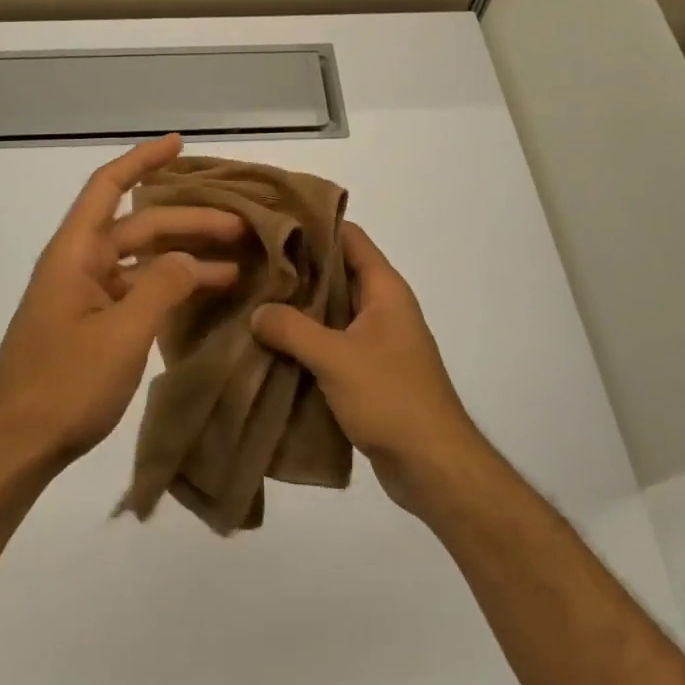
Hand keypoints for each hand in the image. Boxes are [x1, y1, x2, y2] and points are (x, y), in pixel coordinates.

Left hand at [0, 135, 241, 475]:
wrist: (15, 447)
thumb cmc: (64, 384)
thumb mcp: (122, 333)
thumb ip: (163, 287)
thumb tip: (192, 261)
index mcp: (75, 252)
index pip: (108, 187)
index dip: (142, 160)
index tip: (179, 145)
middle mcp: (79, 264)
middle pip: (139, 226)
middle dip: (189, 221)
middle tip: (241, 226)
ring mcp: (85, 296)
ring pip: (142, 261)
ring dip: (185, 257)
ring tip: (237, 261)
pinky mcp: (91, 325)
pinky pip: (137, 291)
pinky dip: (169, 289)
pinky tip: (203, 297)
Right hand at [250, 223, 483, 515]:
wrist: (433, 466)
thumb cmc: (391, 398)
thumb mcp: (335, 358)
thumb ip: (292, 329)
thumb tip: (257, 312)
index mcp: (385, 289)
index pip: (349, 237)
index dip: (314, 223)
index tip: (273, 218)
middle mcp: (383, 307)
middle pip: (337, 272)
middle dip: (297, 267)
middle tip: (251, 259)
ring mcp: (377, 340)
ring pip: (331, 309)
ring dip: (298, 306)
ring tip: (253, 297)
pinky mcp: (369, 371)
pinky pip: (332, 342)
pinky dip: (305, 339)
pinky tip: (271, 342)